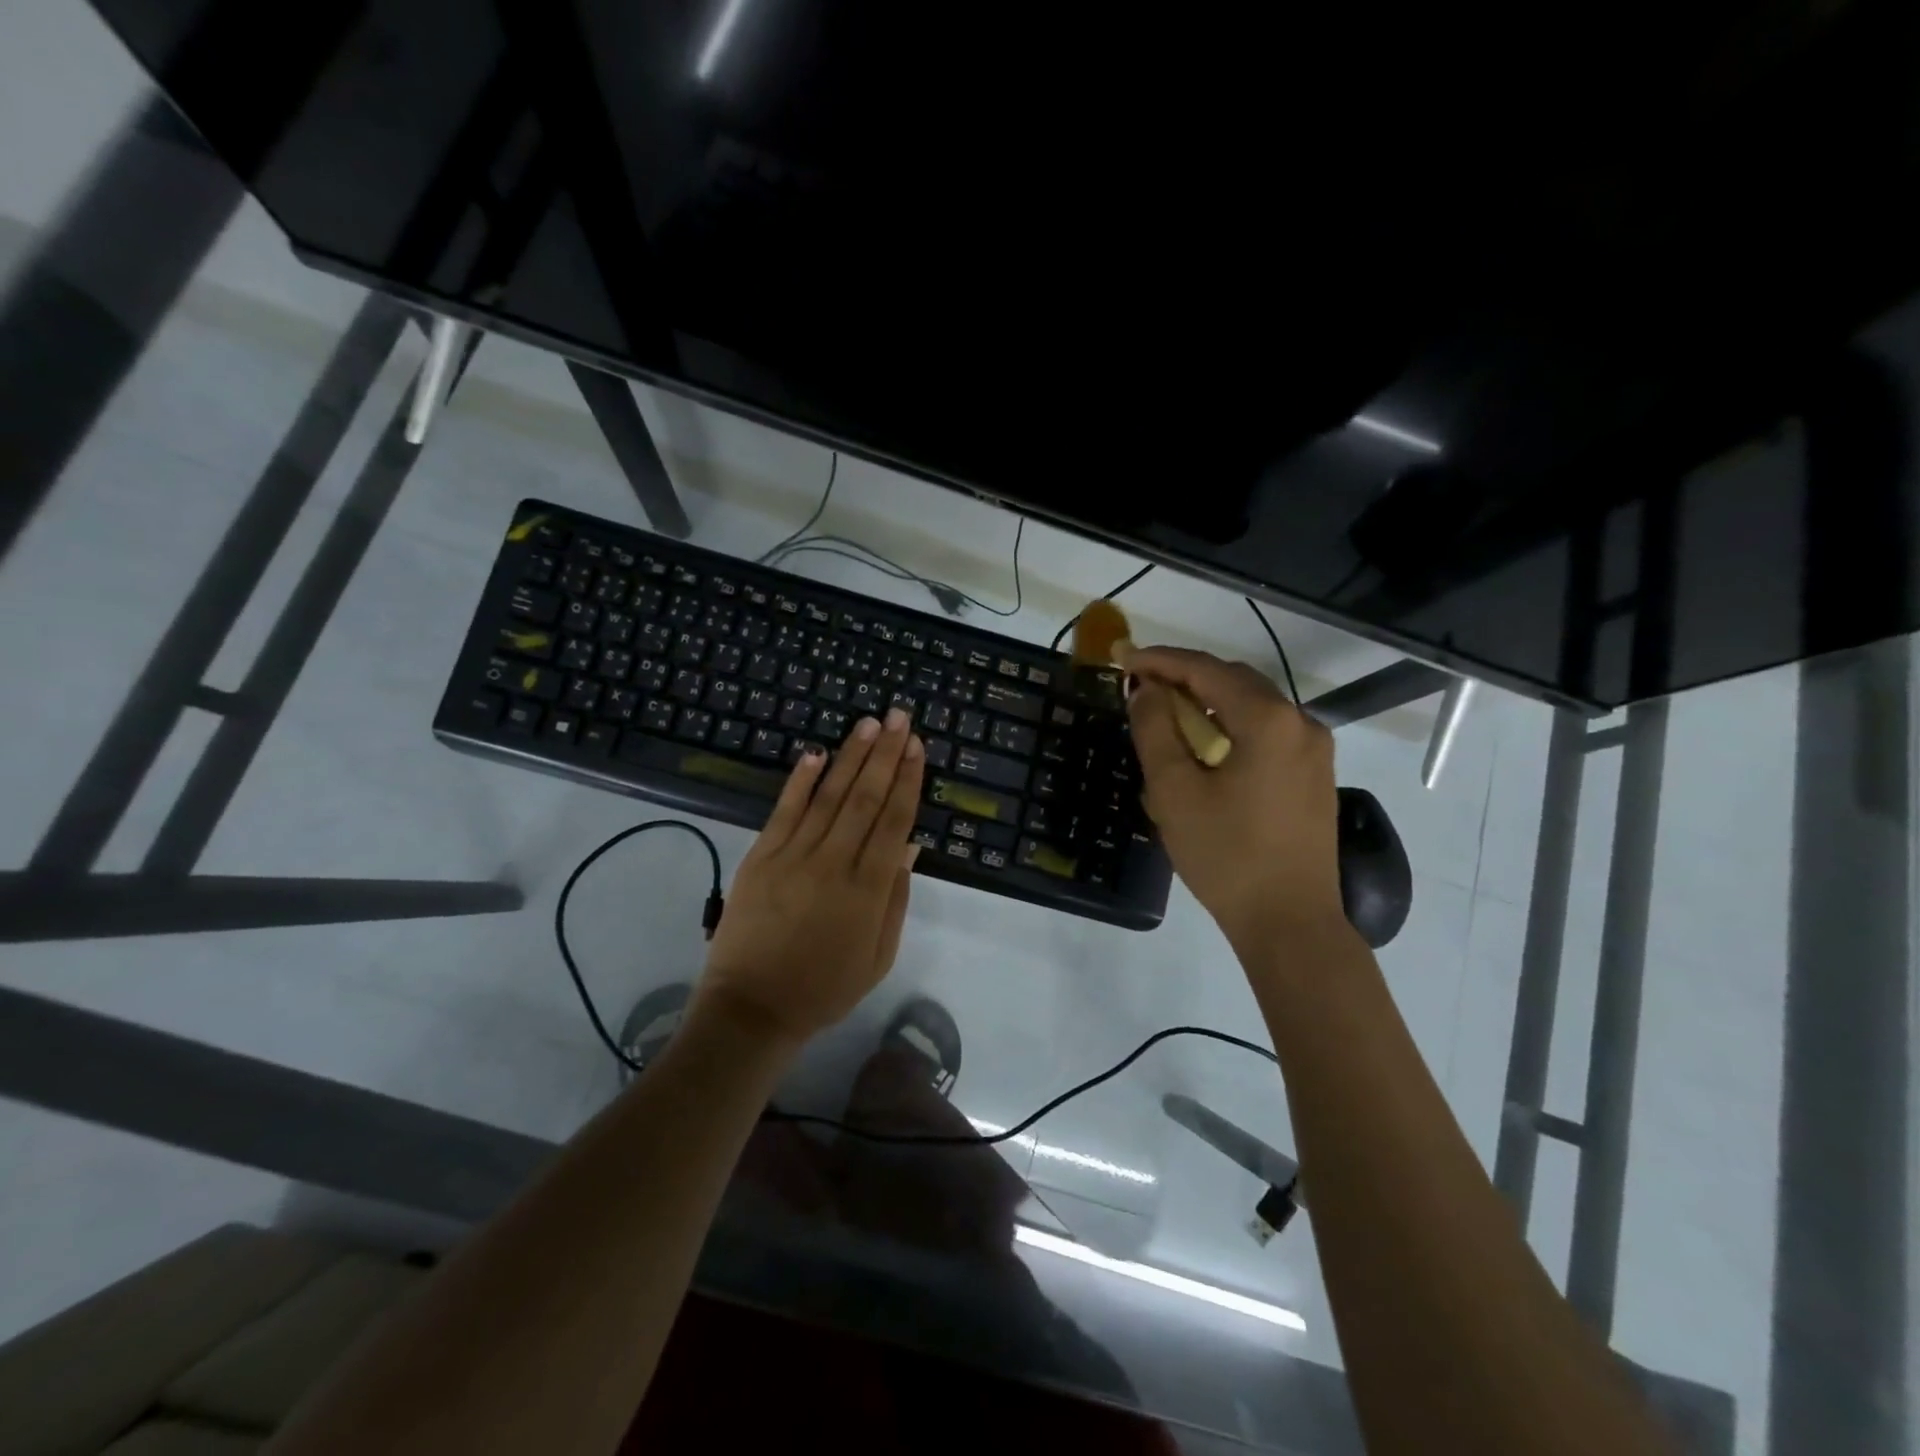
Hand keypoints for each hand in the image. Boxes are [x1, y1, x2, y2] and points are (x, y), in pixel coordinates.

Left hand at [698, 708, 924, 1042]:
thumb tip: (909, 845)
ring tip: (869, 723)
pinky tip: (816, 752)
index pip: (894, 821)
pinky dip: (800, 780)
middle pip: (865, 798)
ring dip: (851, 757)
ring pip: (829, 796)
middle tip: (900, 717)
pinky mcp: (760, 857)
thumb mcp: (878, 956)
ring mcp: (793, 857)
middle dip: (886, 754)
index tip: (917, 746)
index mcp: (868, 890)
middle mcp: (834, 863)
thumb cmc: (824, 988)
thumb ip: (895, 899)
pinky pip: (784, 811)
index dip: (908, 780)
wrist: (753, 1009)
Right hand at [1124, 647, 1343, 951]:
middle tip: (1141, 688)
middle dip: (1184, 677)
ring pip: (1253, 705)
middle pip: (1234, 680)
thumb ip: (1155, 730)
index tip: (1123, 661)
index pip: (1206, 669)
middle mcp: (1300, 722)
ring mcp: (1314, 749)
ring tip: (1166, 716)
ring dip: (1208, 701)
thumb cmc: (1226, 856)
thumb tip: (1146, 690)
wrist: (1290, 922)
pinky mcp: (1314, 775)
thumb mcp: (1175, 791)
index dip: (1160, 660)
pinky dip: (1231, 726)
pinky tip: (1205, 747)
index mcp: (1268, 720)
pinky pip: (1267, 731)